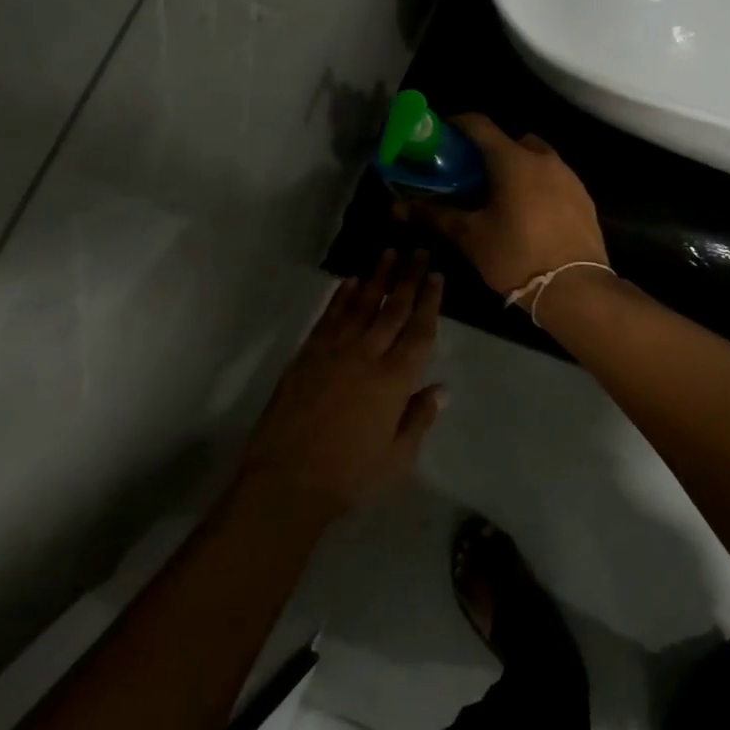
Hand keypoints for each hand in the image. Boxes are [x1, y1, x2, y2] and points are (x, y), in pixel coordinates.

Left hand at [236, 251, 445, 522]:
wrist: (288, 479)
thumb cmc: (349, 474)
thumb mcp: (397, 456)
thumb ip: (419, 417)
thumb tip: (441, 388)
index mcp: (395, 380)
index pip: (419, 330)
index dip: (429, 301)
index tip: (436, 275)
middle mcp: (368, 355)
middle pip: (393, 308)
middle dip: (408, 277)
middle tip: (418, 250)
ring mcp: (335, 350)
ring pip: (361, 303)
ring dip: (377, 277)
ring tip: (389, 253)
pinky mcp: (308, 353)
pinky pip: (329, 316)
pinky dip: (342, 296)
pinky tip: (351, 281)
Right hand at [400, 114, 607, 299]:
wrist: (576, 289)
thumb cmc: (516, 257)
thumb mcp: (471, 237)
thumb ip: (436, 215)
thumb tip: (399, 206)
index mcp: (513, 160)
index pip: (479, 125)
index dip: (457, 124)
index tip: (441, 136)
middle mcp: (544, 159)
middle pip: (511, 140)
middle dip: (489, 150)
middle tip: (470, 174)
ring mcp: (568, 177)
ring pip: (536, 159)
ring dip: (516, 167)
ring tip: (498, 196)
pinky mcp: (584, 197)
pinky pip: (554, 179)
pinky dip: (537, 185)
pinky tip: (528, 213)